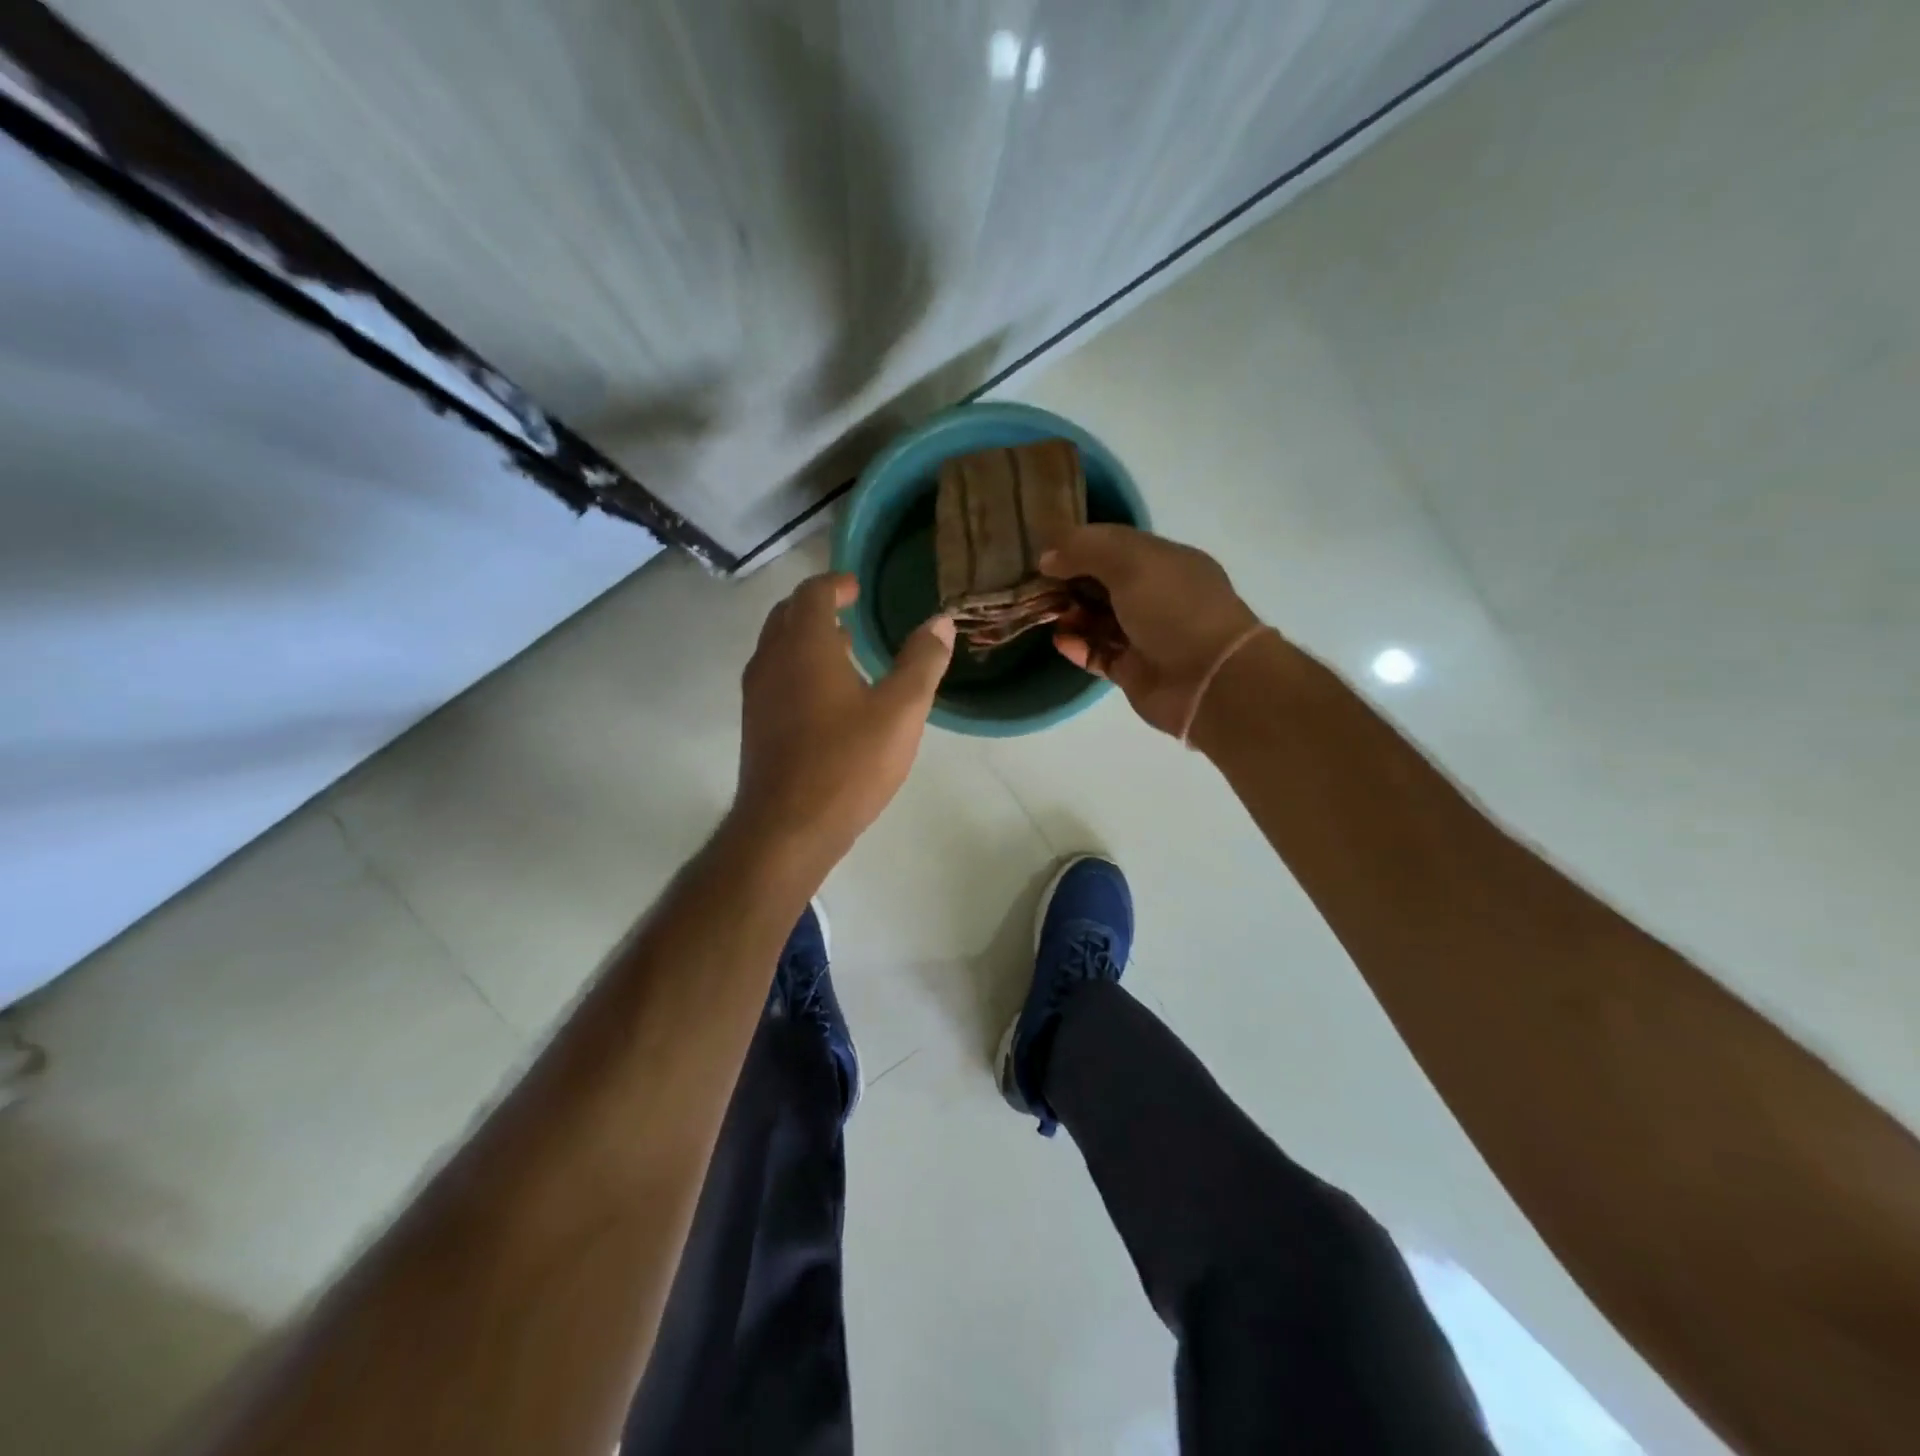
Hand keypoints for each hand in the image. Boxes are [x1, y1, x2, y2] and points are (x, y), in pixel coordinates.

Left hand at [733, 573, 954, 871]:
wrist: (788, 828)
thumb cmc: (848, 763)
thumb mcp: (901, 711)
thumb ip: (922, 661)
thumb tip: (941, 622)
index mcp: (805, 646)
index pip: (812, 593)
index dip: (836, 584)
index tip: (857, 587)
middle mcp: (772, 660)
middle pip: (787, 615)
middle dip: (817, 606)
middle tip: (850, 613)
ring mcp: (757, 694)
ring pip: (777, 647)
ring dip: (806, 638)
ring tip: (844, 651)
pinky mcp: (755, 725)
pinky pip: (774, 676)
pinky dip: (797, 667)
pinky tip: (827, 698)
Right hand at [1042, 525, 1263, 737]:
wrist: (1209, 681)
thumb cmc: (1174, 610)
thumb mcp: (1131, 562)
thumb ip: (1086, 550)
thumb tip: (1048, 556)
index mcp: (1165, 562)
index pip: (1116, 545)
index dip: (1081, 545)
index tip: (1045, 552)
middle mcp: (1157, 596)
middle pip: (1104, 583)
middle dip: (1071, 581)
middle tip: (1036, 584)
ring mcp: (1146, 635)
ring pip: (1099, 619)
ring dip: (1072, 614)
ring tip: (1044, 612)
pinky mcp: (1134, 670)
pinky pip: (1099, 653)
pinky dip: (1078, 646)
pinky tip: (1059, 640)